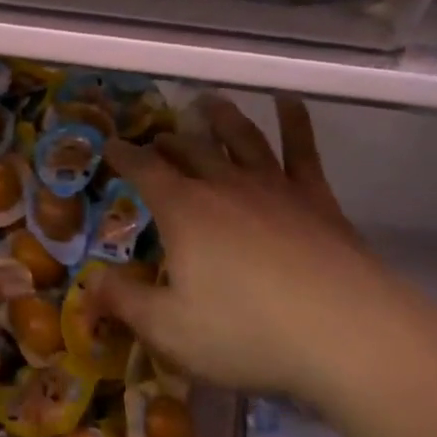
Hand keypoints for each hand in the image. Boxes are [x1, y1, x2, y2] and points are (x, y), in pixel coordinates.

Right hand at [95, 95, 419, 404]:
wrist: (347, 335)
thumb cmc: (249, 335)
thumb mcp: (171, 330)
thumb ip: (125, 303)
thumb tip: (88, 283)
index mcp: (185, 211)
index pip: (144, 170)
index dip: (124, 156)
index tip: (110, 146)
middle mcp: (225, 185)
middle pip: (189, 150)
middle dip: (167, 141)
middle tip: (157, 138)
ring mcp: (274, 187)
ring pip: (240, 138)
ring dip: (221, 117)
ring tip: (208, 101)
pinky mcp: (316, 198)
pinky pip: (302, 150)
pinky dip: (294, 121)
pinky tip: (289, 101)